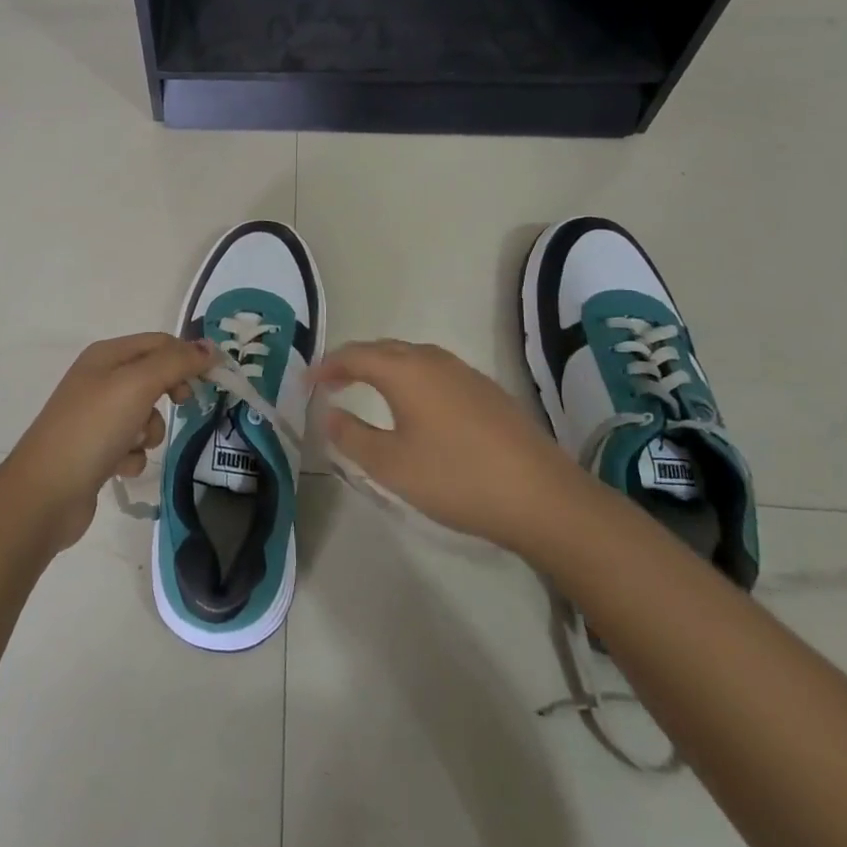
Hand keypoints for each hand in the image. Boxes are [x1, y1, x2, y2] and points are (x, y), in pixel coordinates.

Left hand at [3, 333, 215, 552]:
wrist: (46, 493)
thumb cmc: (93, 429)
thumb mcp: (137, 385)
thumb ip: (176, 363)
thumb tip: (209, 348)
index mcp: (106, 355)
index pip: (160, 342)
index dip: (188, 356)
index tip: (214, 380)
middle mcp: (99, 380)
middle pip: (154, 377)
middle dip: (169, 393)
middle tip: (182, 404)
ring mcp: (96, 416)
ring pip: (145, 415)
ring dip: (150, 431)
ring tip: (134, 444)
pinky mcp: (96, 450)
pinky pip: (131, 445)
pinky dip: (132, 456)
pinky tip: (119, 467)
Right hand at [311, 340, 579, 549]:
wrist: (541, 497)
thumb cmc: (456, 478)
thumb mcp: (391, 465)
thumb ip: (352, 436)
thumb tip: (329, 413)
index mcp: (405, 371)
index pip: (354, 355)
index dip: (326, 367)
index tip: (305, 383)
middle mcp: (434, 361)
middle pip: (383, 349)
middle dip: (352, 361)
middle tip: (330, 382)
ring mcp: (465, 374)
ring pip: (412, 357)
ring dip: (383, 367)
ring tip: (366, 388)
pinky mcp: (487, 392)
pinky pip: (435, 371)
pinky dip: (410, 377)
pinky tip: (415, 405)